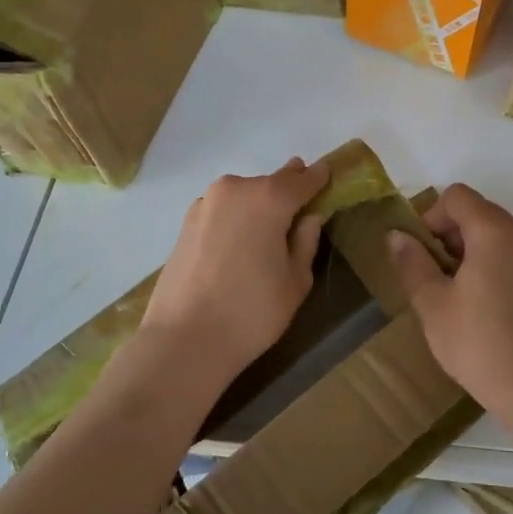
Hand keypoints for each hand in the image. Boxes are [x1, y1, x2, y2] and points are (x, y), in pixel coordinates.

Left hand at [140, 157, 329, 386]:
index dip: (317, 178)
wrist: (184, 339)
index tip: (328, 173)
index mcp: (269, 199)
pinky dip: (235, 219)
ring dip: (257, 206)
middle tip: (301, 207)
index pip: (302, 180)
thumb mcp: (295, 281)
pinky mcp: (185, 223)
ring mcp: (205, 204)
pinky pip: (222, 211)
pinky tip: (238, 245)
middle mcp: (235, 189)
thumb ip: (306, 242)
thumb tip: (308, 218)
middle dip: (286, 192)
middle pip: (270, 184)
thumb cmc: (252, 312)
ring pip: (243, 196)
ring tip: (267, 234)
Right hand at [386, 184, 512, 414]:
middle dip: (447, 232)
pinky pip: (509, 254)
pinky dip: (488, 263)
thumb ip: (412, 262)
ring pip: (494, 233)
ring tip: (450, 289)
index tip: (419, 252)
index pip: (458, 197)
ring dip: (466, 248)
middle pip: (477, 211)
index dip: (431, 216)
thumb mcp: (432, 302)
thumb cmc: (476, 341)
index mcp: (494, 232)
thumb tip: (397, 236)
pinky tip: (476, 303)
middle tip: (430, 272)